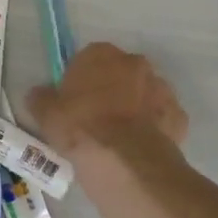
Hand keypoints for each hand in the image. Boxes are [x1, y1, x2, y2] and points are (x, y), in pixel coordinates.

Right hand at [25, 42, 187, 161]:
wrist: (125, 162)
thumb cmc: (80, 128)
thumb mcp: (46, 115)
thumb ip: (41, 99)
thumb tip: (39, 94)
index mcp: (101, 55)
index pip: (86, 58)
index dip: (78, 80)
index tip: (71, 101)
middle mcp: (135, 63)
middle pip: (118, 74)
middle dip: (109, 90)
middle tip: (92, 118)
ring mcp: (162, 89)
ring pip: (142, 94)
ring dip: (131, 107)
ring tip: (115, 137)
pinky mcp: (178, 116)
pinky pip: (159, 118)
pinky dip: (150, 128)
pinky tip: (135, 147)